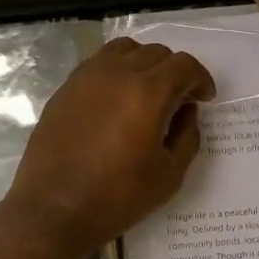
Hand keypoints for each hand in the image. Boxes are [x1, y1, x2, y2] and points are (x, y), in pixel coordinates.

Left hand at [3, 38, 215, 253]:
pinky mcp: (65, 89)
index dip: (200, 79)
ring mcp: (86, 78)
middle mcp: (117, 74)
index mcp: (147, 93)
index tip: (204, 99)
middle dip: (174, 72)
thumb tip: (185, 112)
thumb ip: (187, 135)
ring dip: (143, 63)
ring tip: (146, 91)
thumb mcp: (170, 174)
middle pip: (155, 53)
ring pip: (124, 50)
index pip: (184, 65)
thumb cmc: (118, 196)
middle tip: (179, 99)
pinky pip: (98, 64)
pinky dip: (116, 71)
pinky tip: (116, 99)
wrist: (54, 209)